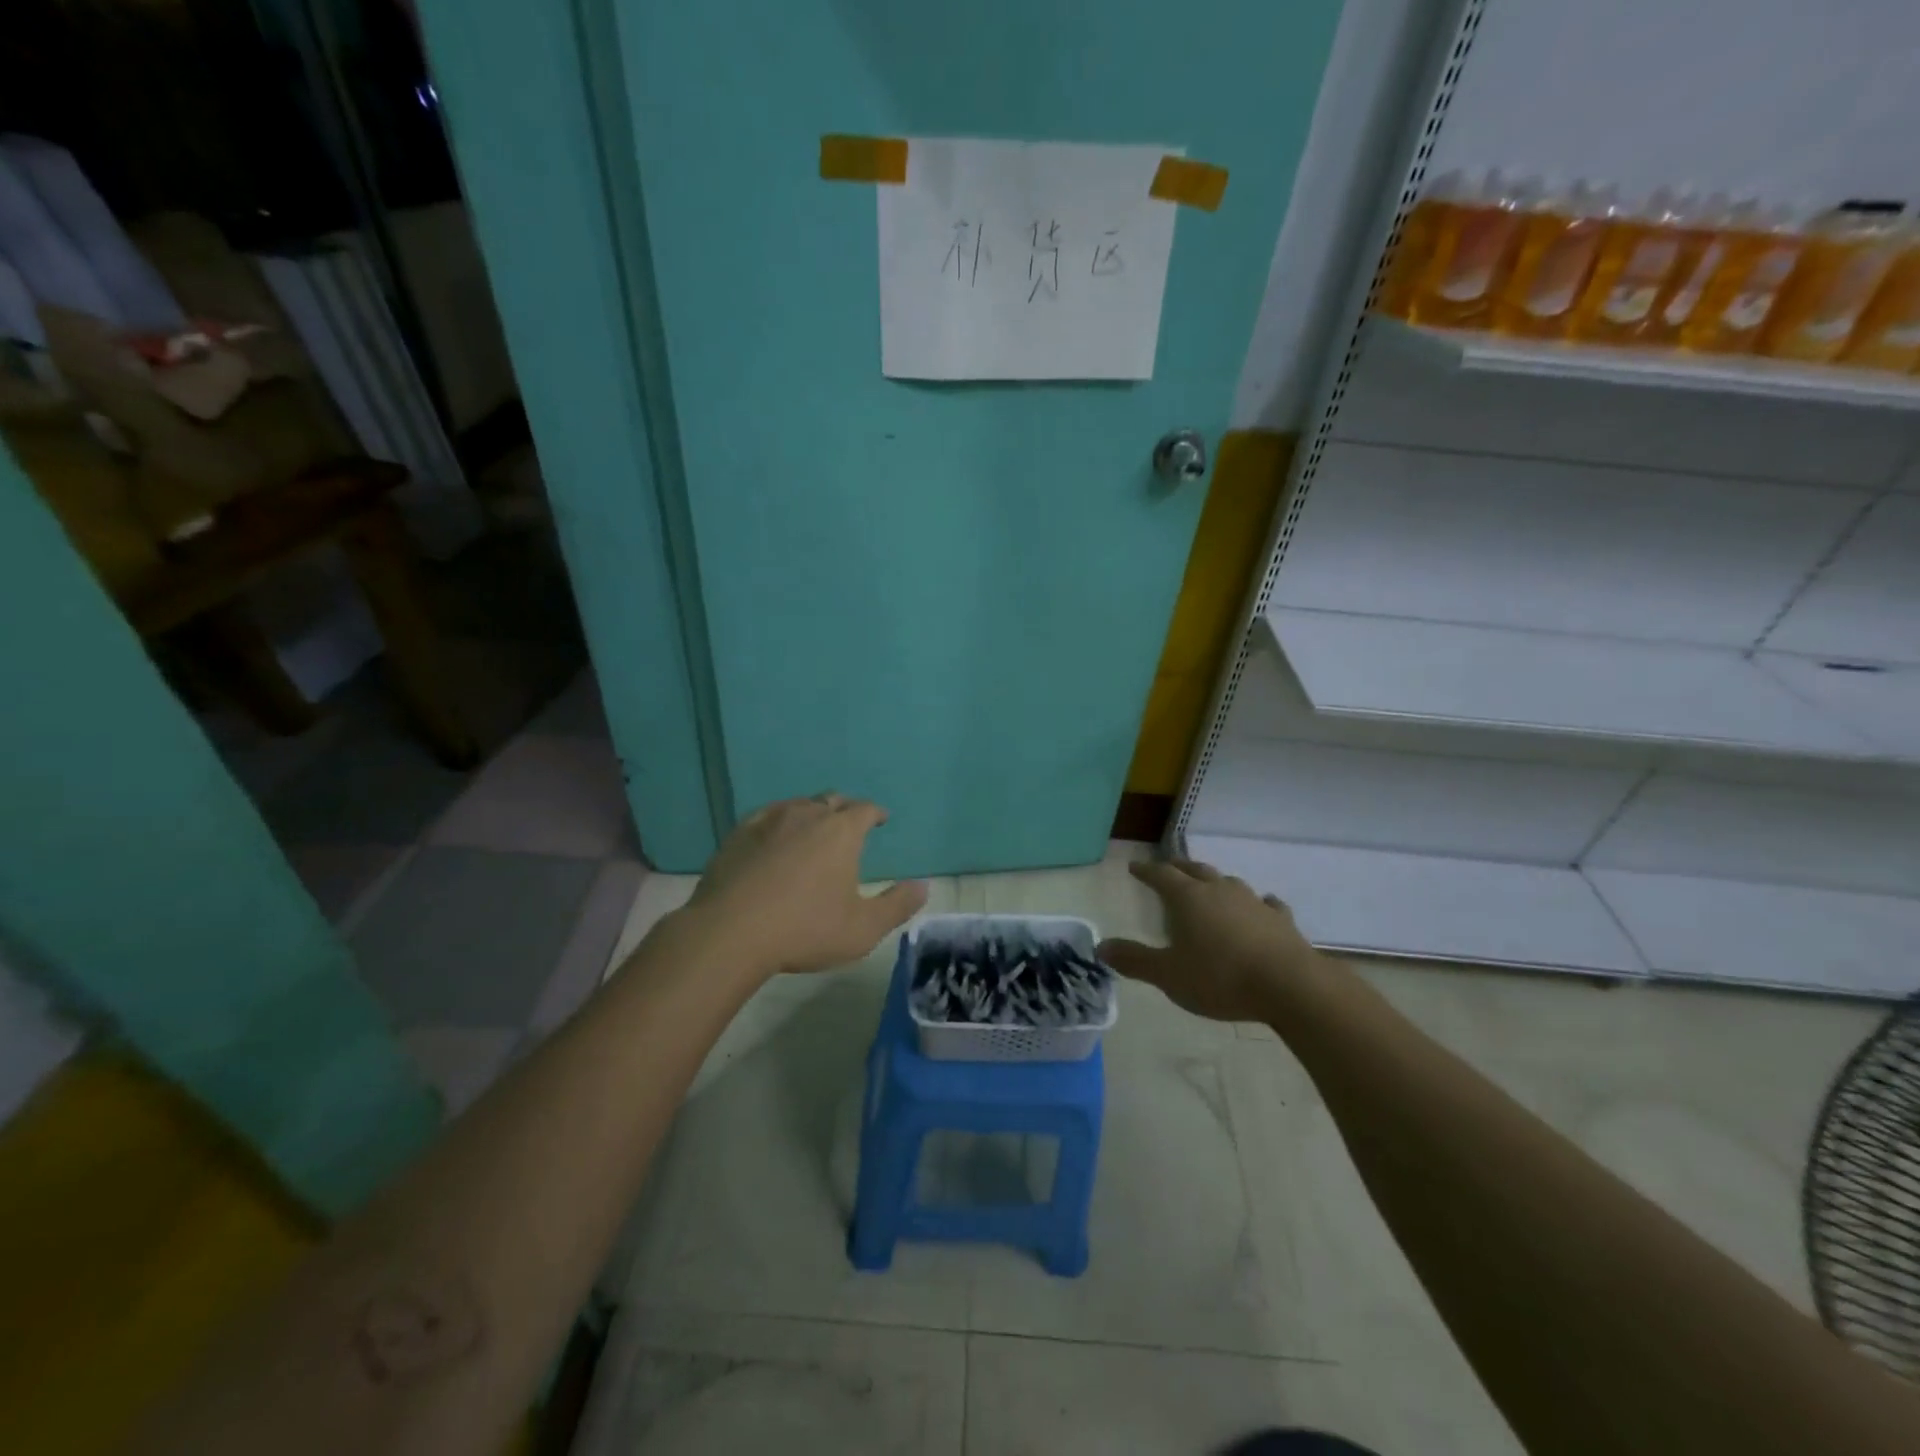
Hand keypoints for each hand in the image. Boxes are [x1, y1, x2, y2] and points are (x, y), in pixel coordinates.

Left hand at [683, 793, 926, 976]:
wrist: (730, 932)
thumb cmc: (804, 929)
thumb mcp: (863, 928)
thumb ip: (897, 905)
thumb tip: (923, 885)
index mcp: (841, 832)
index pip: (865, 809)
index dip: (875, 813)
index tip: (880, 819)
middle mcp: (808, 815)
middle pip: (831, 800)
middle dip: (844, 809)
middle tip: (849, 823)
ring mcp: (769, 821)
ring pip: (798, 805)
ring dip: (811, 812)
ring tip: (813, 828)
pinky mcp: (738, 834)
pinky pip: (766, 816)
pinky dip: (778, 821)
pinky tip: (774, 835)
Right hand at [1098, 859, 1326, 1023]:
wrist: (1290, 987)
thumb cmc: (1220, 978)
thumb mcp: (1168, 975)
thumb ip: (1135, 960)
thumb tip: (1101, 947)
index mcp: (1188, 898)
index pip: (1161, 875)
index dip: (1146, 871)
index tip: (1134, 867)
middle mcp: (1220, 891)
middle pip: (1195, 870)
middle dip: (1179, 867)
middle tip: (1168, 867)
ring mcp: (1253, 902)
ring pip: (1229, 882)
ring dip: (1215, 882)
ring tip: (1209, 885)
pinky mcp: (1281, 920)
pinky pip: (1266, 904)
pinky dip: (1257, 904)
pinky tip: (1261, 906)